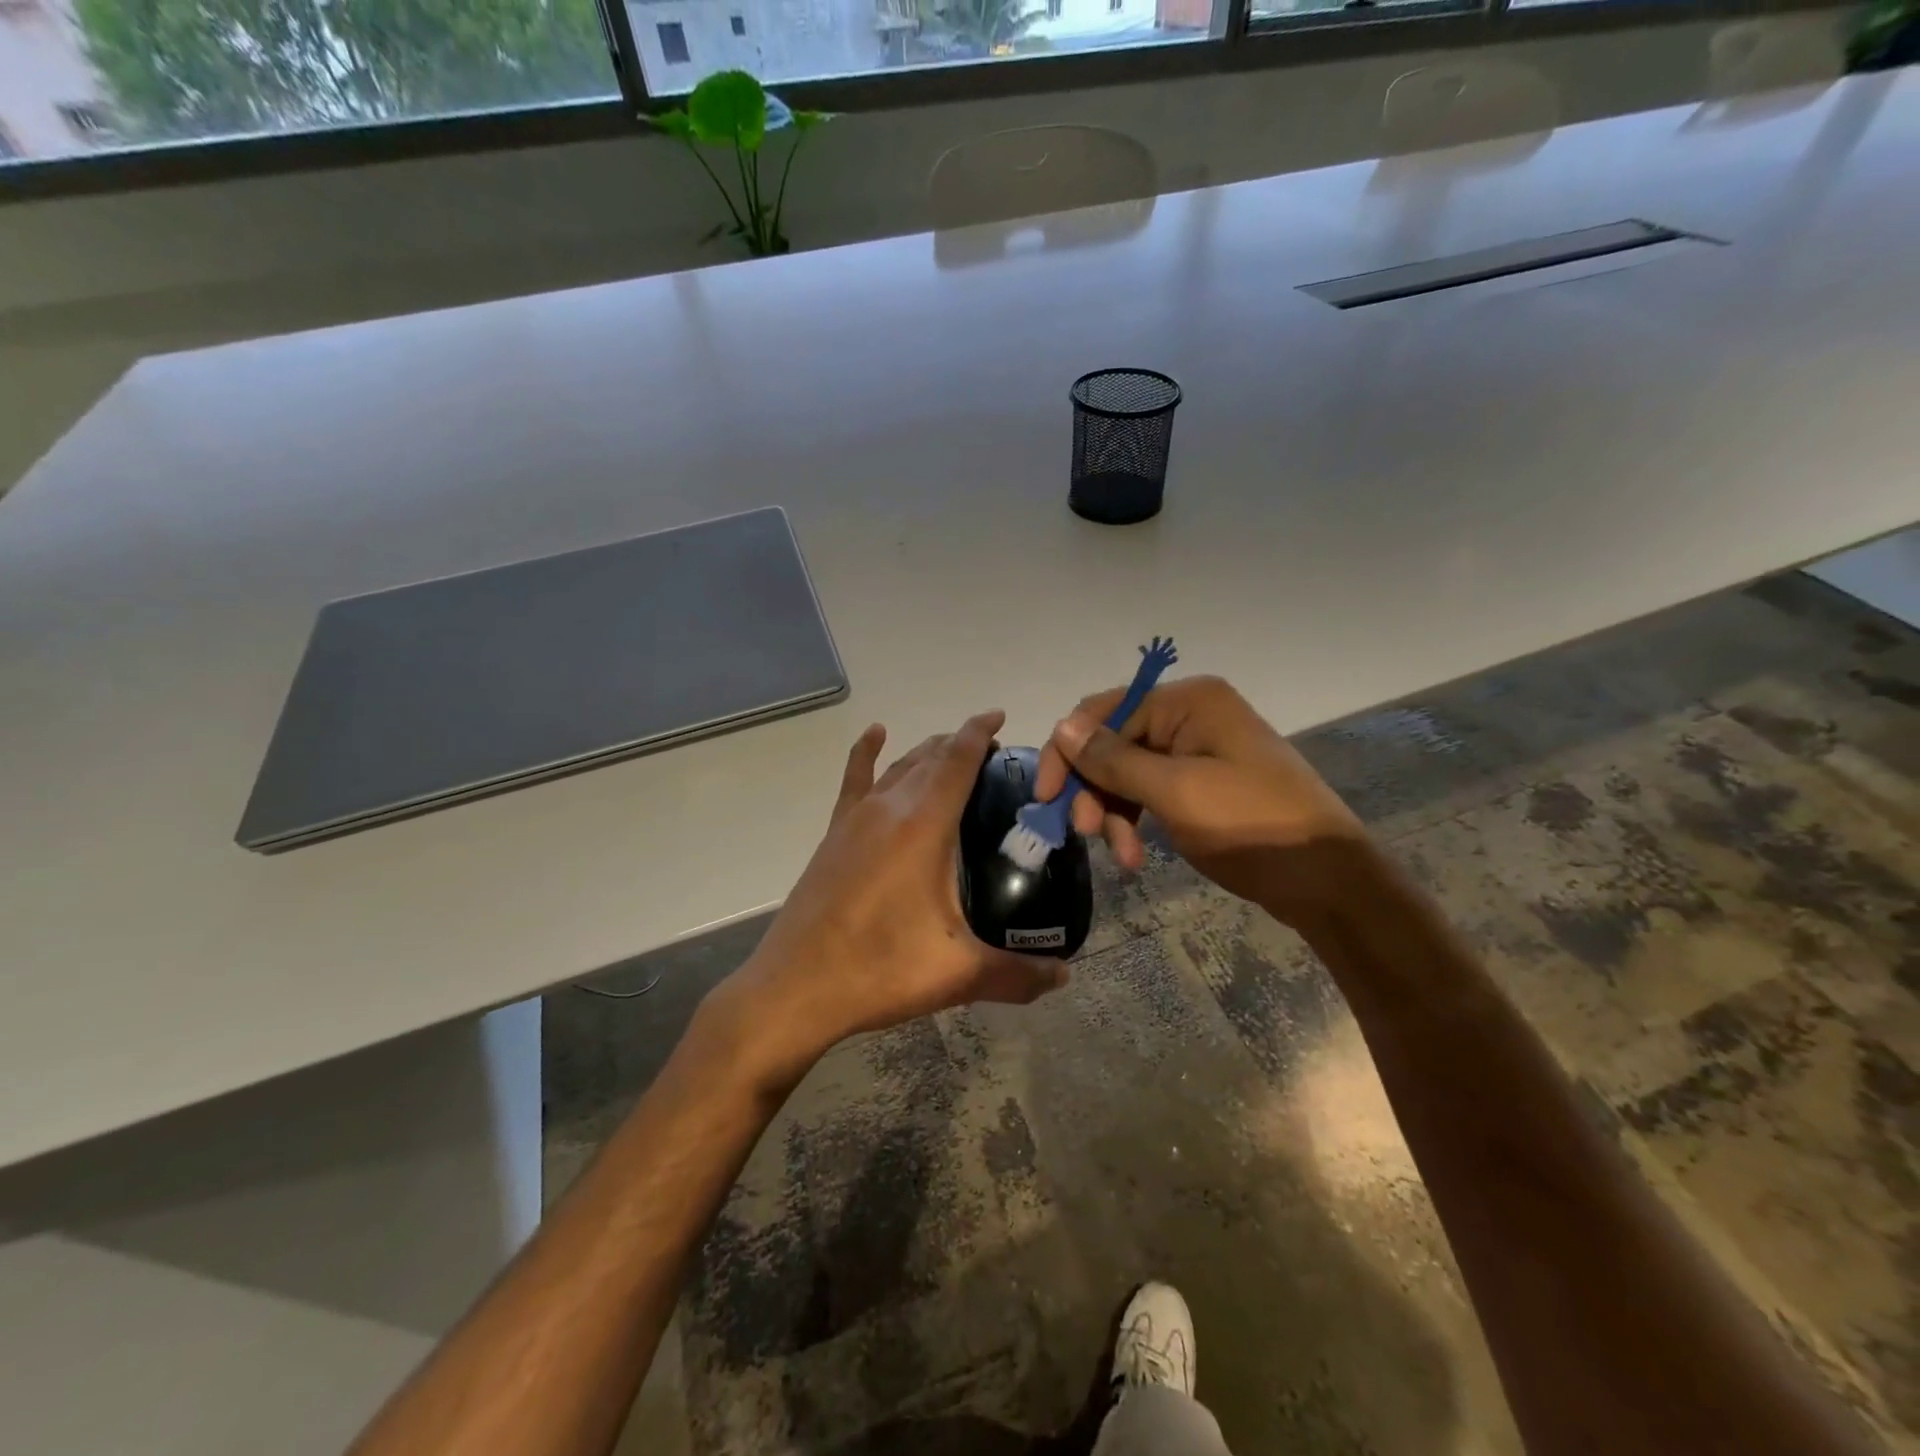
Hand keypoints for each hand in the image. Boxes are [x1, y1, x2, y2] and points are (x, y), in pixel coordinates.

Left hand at [707, 711, 1068, 1093]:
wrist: (796, 987)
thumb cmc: (880, 969)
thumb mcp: (958, 973)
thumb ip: (1018, 974)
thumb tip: (1064, 976)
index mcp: (924, 825)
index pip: (958, 759)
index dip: (981, 732)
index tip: (1001, 718)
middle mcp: (889, 808)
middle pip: (931, 756)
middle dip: (962, 744)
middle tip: (995, 757)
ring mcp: (856, 818)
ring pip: (899, 765)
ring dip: (928, 752)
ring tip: (954, 752)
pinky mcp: (834, 834)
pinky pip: (855, 779)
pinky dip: (867, 752)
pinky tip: (875, 735)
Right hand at [1033, 676, 1368, 927]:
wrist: (1327, 878)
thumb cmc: (1252, 824)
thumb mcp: (1176, 791)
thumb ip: (1114, 759)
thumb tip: (1061, 727)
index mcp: (1187, 701)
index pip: (1103, 712)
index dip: (1068, 752)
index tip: (1045, 797)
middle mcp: (1188, 716)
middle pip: (1112, 744)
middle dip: (1093, 789)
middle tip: (1084, 833)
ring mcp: (1195, 750)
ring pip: (1125, 773)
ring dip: (1113, 812)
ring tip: (1121, 856)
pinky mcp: (1199, 783)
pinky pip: (1148, 793)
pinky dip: (1135, 821)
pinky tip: (1135, 856)